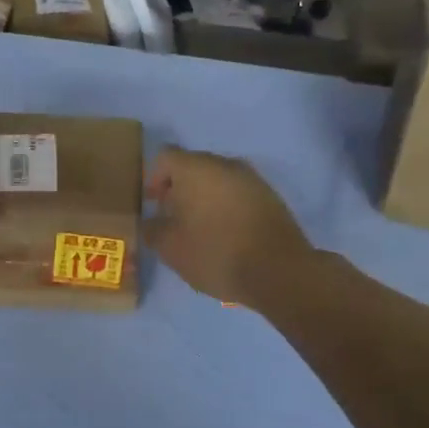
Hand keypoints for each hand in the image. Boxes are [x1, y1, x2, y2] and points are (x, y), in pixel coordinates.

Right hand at [144, 147, 316, 307]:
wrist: (279, 270)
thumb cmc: (215, 253)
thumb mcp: (170, 248)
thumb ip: (152, 229)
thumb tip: (149, 222)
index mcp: (195, 168)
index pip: (165, 157)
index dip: (153, 178)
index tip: (152, 205)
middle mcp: (224, 164)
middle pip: (192, 166)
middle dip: (178, 188)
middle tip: (172, 217)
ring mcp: (251, 178)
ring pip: (217, 179)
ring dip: (204, 197)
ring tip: (199, 228)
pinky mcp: (270, 196)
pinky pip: (238, 193)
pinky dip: (226, 206)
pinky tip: (225, 233)